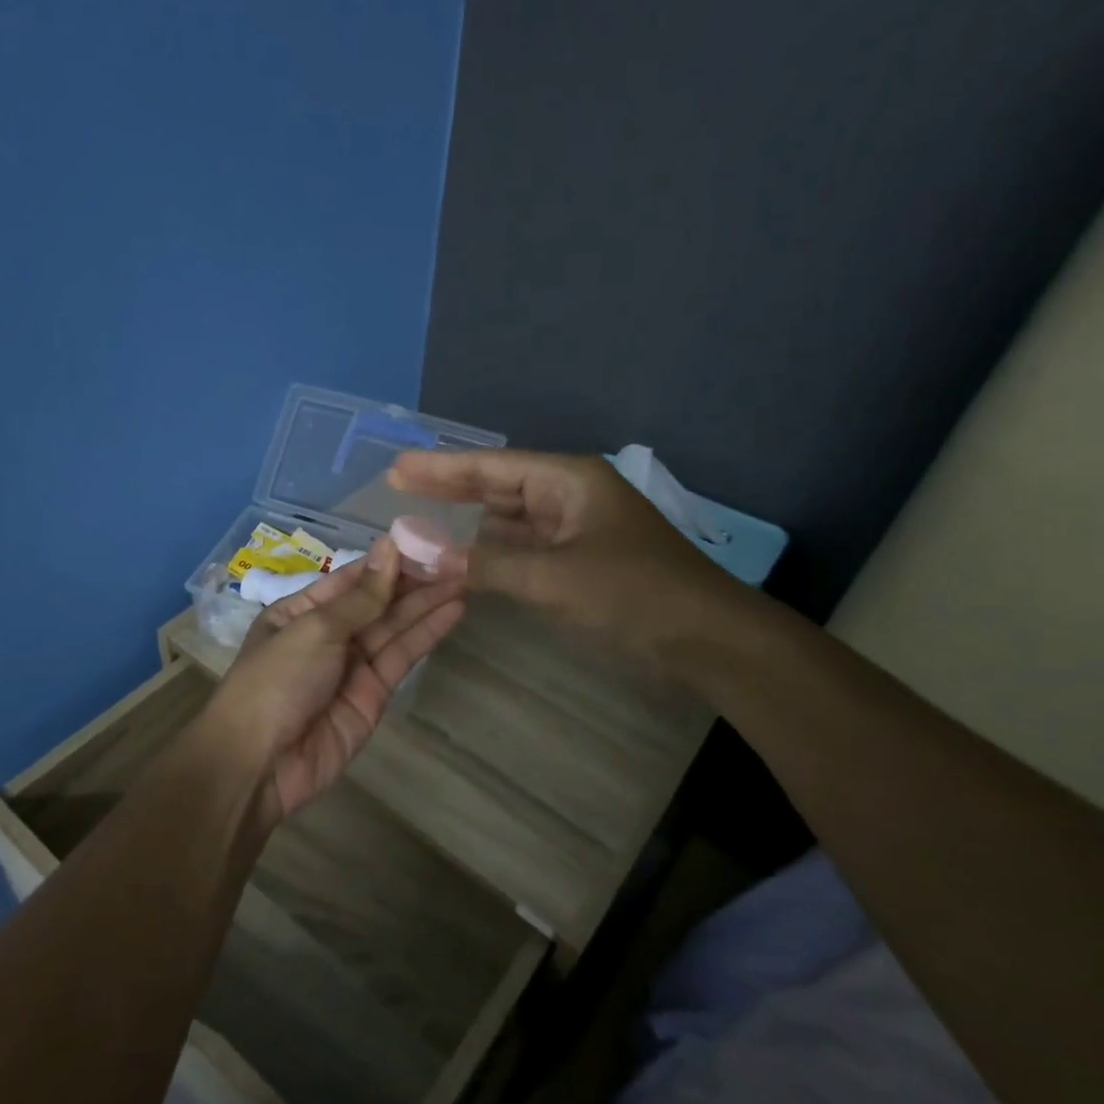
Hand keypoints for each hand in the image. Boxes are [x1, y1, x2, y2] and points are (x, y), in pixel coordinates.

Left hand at [202, 537, 465, 824]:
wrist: (260, 764)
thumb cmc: (276, 681)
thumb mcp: (315, 629)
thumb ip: (361, 596)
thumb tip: (389, 545)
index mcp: (301, 611)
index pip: (351, 578)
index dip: (387, 561)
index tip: (426, 541)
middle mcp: (328, 634)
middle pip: (377, 601)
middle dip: (414, 581)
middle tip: (458, 557)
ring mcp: (352, 665)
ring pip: (395, 626)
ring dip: (428, 603)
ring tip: (466, 576)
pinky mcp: (374, 694)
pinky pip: (402, 656)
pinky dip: (427, 634)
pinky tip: (453, 610)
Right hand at [388, 448, 743, 666]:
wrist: (706, 637)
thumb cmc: (633, 594)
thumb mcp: (552, 577)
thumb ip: (484, 563)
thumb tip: (422, 552)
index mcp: (569, 480)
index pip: (493, 467)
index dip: (442, 468)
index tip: (397, 468)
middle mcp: (570, 495)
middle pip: (499, 486)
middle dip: (450, 489)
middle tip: (397, 488)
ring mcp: (576, 528)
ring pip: (510, 518)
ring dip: (468, 522)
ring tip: (420, 520)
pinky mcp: (579, 560)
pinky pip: (524, 547)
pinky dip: (492, 551)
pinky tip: (463, 555)